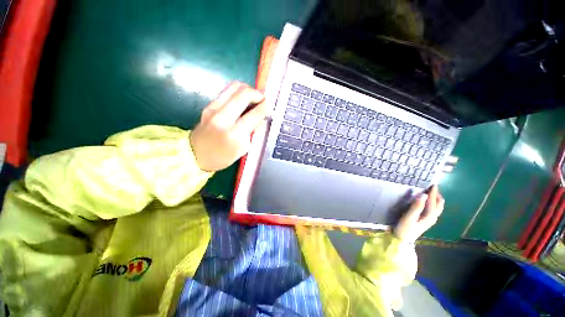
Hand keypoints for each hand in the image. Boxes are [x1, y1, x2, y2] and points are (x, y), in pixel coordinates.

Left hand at [190, 82, 267, 171]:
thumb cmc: (223, 157)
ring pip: (234, 87)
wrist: (195, 155)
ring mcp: (213, 109)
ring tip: (253, 97)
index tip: (270, 105)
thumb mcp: (243, 149)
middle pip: (244, 94)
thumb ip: (252, 131)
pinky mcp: (209, 105)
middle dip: (258, 94)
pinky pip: (227, 91)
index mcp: (234, 134)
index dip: (265, 107)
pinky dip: (238, 92)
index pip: (254, 114)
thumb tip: (261, 117)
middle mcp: (223, 118)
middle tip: (263, 99)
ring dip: (248, 90)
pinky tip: (242, 99)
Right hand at [394, 185, 444, 242]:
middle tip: (432, 187)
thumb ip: (416, 206)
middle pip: (438, 205)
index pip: (433, 202)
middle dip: (437, 195)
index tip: (433, 184)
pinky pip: (432, 209)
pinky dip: (432, 203)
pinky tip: (426, 202)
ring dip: (435, 199)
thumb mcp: (409, 217)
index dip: (433, 193)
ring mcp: (429, 219)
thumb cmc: (405, 228)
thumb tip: (423, 195)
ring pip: (437, 207)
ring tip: (430, 192)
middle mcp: (432, 217)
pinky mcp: (425, 220)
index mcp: (430, 216)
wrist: (402, 240)